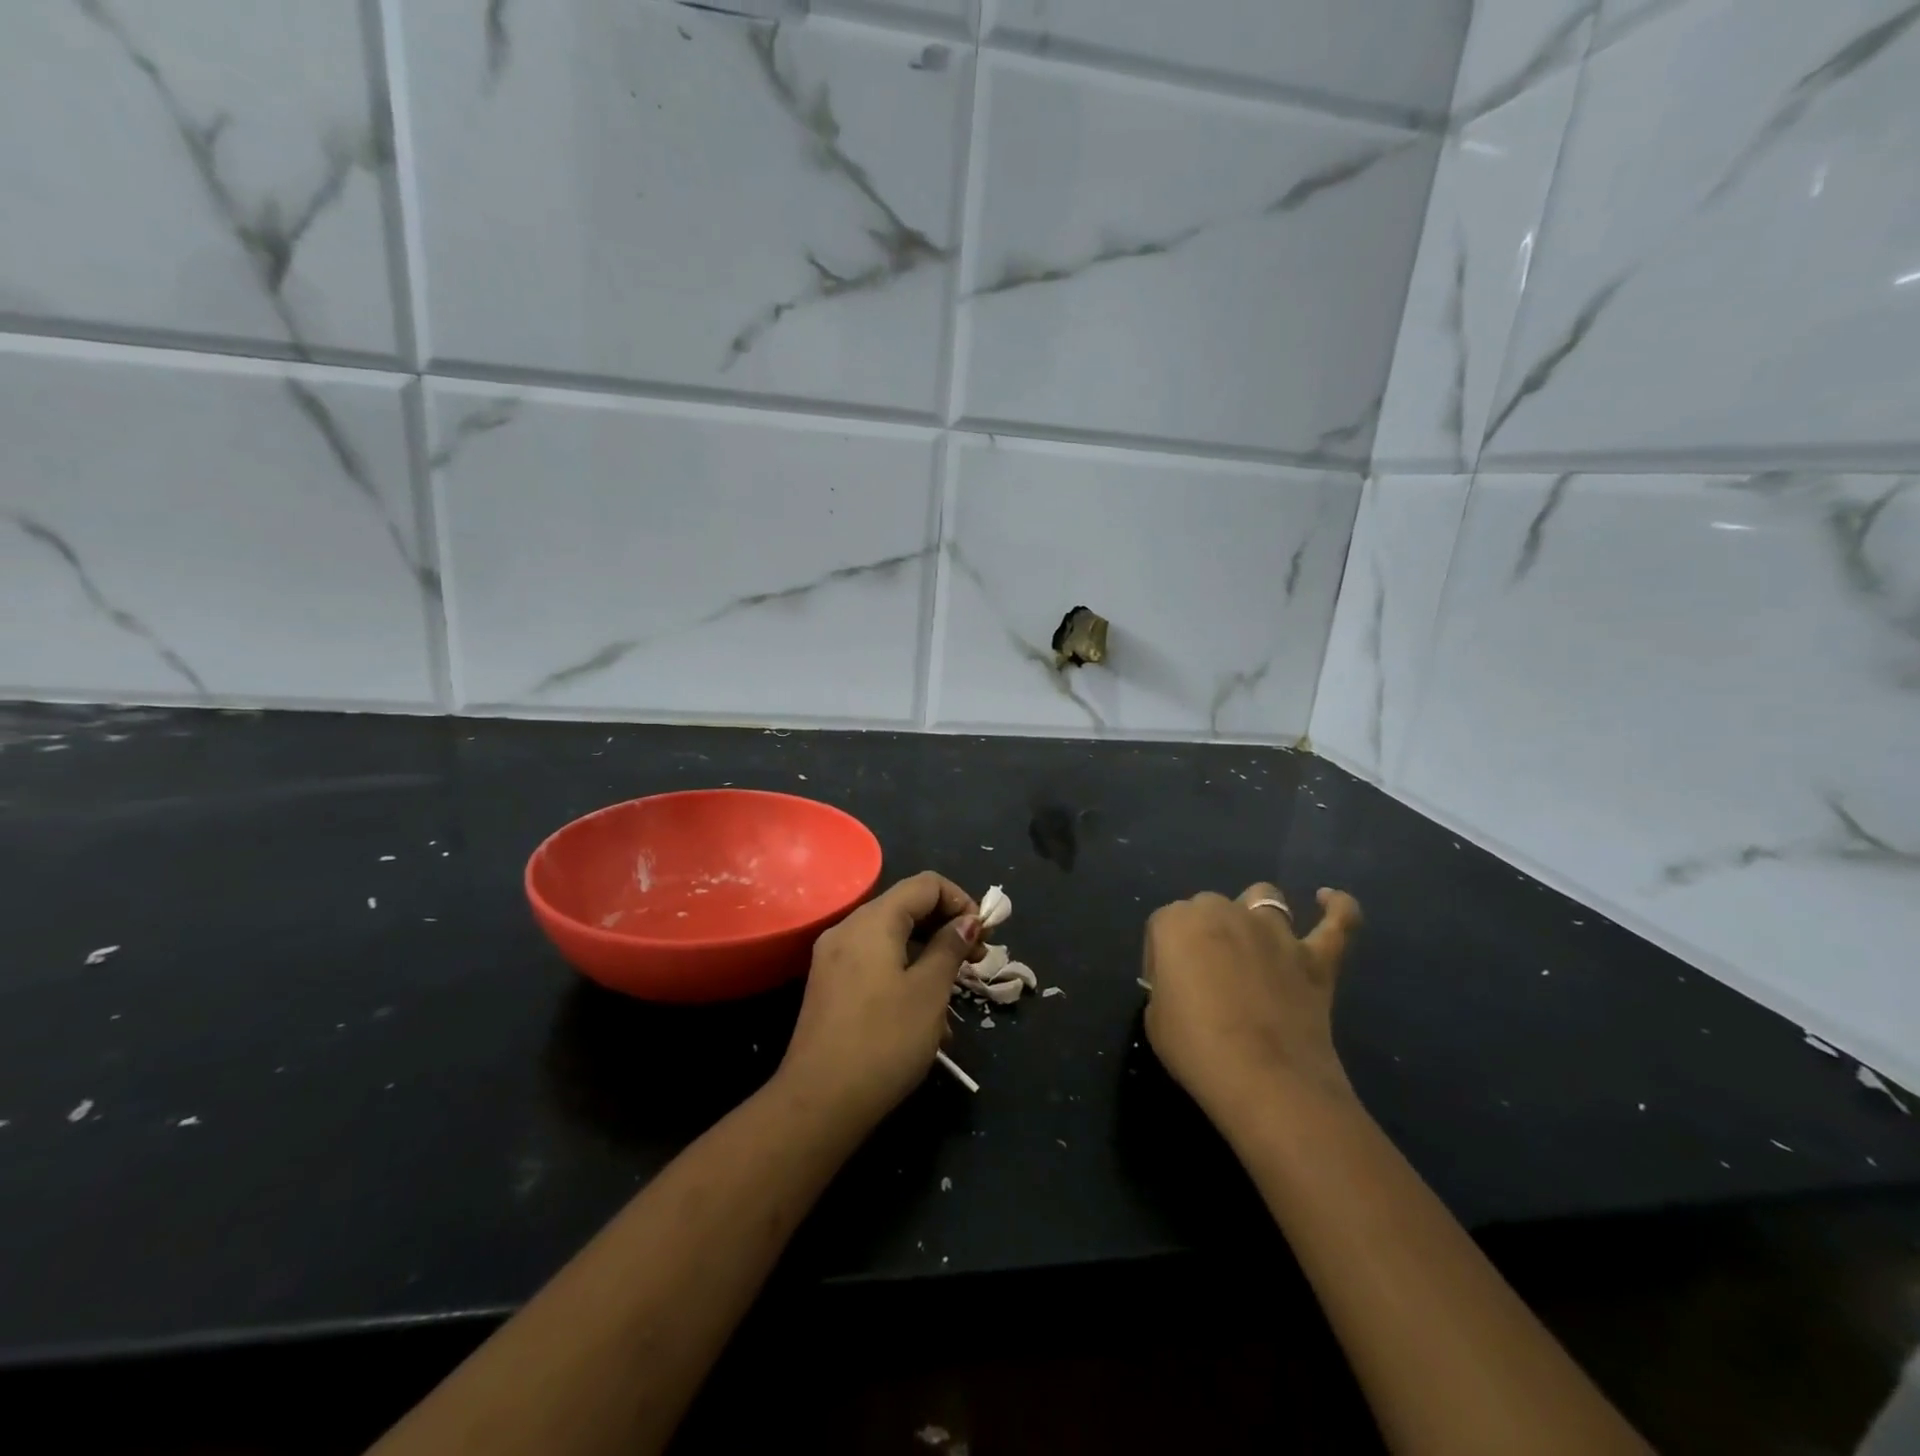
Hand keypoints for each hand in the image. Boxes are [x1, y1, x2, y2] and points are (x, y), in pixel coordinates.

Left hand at [777, 872, 981, 1133]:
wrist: (819, 1103)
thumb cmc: (884, 1040)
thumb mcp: (929, 991)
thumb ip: (950, 948)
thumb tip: (967, 922)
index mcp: (873, 920)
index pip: (926, 884)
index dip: (961, 901)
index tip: (982, 938)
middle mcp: (848, 929)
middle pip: (906, 908)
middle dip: (946, 929)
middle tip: (975, 963)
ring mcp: (833, 959)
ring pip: (891, 939)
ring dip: (927, 956)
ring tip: (953, 996)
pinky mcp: (829, 987)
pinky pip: (874, 963)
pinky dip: (903, 973)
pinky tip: (922, 1014)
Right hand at [1142, 883, 1362, 1131]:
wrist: (1265, 1080)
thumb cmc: (1196, 1048)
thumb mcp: (1154, 1017)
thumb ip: (1166, 986)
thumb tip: (1184, 986)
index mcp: (1176, 922)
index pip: (1163, 926)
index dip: (1163, 957)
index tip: (1167, 990)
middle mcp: (1223, 911)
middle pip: (1209, 906)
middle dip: (1205, 932)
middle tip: (1207, 977)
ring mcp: (1273, 930)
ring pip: (1264, 898)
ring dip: (1255, 913)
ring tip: (1254, 942)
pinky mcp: (1316, 956)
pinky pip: (1337, 921)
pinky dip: (1336, 908)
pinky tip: (1328, 900)